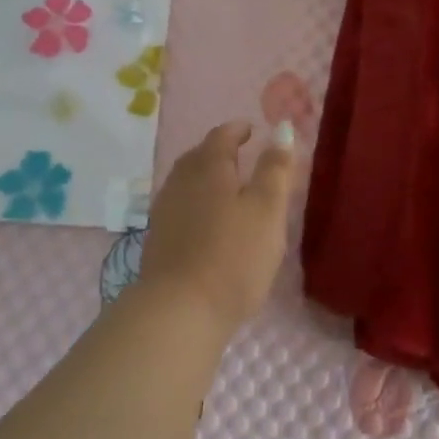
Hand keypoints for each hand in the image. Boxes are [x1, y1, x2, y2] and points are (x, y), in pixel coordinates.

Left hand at [139, 120, 297, 332]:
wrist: (179, 310)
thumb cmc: (233, 254)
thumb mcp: (267, 208)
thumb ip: (275, 168)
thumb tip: (281, 127)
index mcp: (208, 167)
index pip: (221, 136)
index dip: (237, 130)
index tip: (251, 130)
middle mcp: (181, 182)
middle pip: (199, 157)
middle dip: (218, 151)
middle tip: (239, 155)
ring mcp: (165, 212)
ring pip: (186, 182)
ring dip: (205, 177)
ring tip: (226, 188)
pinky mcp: (158, 241)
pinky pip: (180, 207)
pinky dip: (196, 203)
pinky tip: (207, 221)